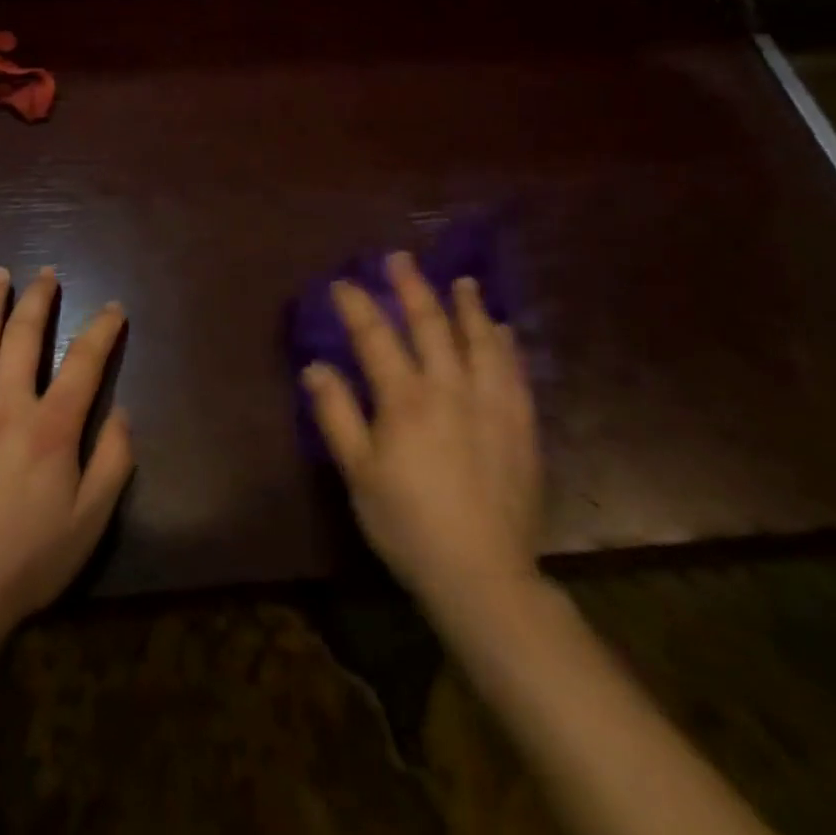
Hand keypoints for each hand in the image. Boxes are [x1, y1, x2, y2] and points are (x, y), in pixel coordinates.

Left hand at [0, 267, 134, 638]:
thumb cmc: (28, 559)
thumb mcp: (91, 520)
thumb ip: (114, 461)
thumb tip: (121, 412)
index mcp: (52, 426)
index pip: (84, 360)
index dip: (103, 328)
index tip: (113, 308)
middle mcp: (7, 404)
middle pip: (25, 335)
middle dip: (40, 298)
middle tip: (48, 274)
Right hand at [302, 251, 540, 616]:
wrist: (484, 575)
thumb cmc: (408, 524)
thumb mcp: (359, 474)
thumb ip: (337, 415)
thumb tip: (315, 366)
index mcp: (406, 400)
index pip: (375, 337)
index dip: (356, 306)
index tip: (342, 283)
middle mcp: (450, 389)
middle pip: (430, 325)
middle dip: (412, 287)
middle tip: (400, 259)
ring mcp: (491, 405)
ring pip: (479, 341)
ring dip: (468, 307)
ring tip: (463, 282)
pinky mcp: (521, 426)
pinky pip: (514, 372)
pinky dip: (505, 345)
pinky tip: (502, 331)